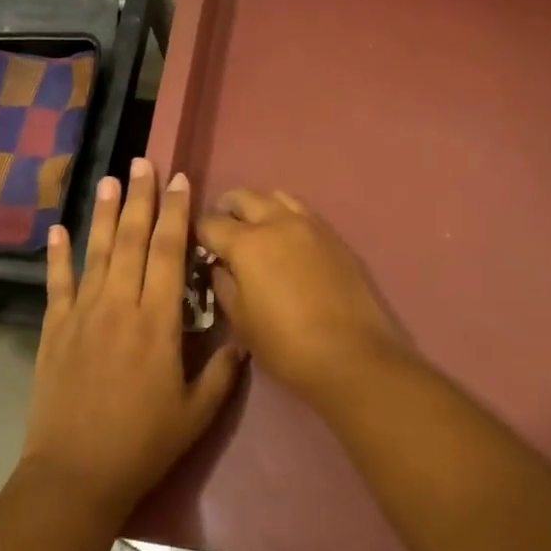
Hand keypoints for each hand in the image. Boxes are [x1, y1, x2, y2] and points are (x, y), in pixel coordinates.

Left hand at [21, 160, 245, 520]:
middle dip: (140, 198)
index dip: (175, 213)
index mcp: (157, 322)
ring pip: (96, 252)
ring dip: (104, 213)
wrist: (76, 474)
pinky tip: (58, 229)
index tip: (180, 181)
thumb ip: (222, 372)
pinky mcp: (55, 330)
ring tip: (110, 179)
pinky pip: (57, 284)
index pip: (168, 252)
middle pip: (131, 239)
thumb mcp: (196, 414)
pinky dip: (58, 255)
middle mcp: (119, 305)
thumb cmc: (143, 444)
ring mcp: (82, 314)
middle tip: (144, 161)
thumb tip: (241, 338)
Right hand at [196, 189, 410, 400]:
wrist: (351, 354)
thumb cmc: (286, 344)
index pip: (211, 223)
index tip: (199, 248)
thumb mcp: (241, 320)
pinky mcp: (333, 235)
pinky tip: (286, 239)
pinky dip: (286, 215)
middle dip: (226, 209)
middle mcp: (277, 222)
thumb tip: (220, 266)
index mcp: (247, 243)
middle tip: (223, 232)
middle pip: (243, 197)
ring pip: (276, 196)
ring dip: (259, 207)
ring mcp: (309, 224)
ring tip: (256, 230)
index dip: (199, 235)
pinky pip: (302, 211)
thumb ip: (224, 285)